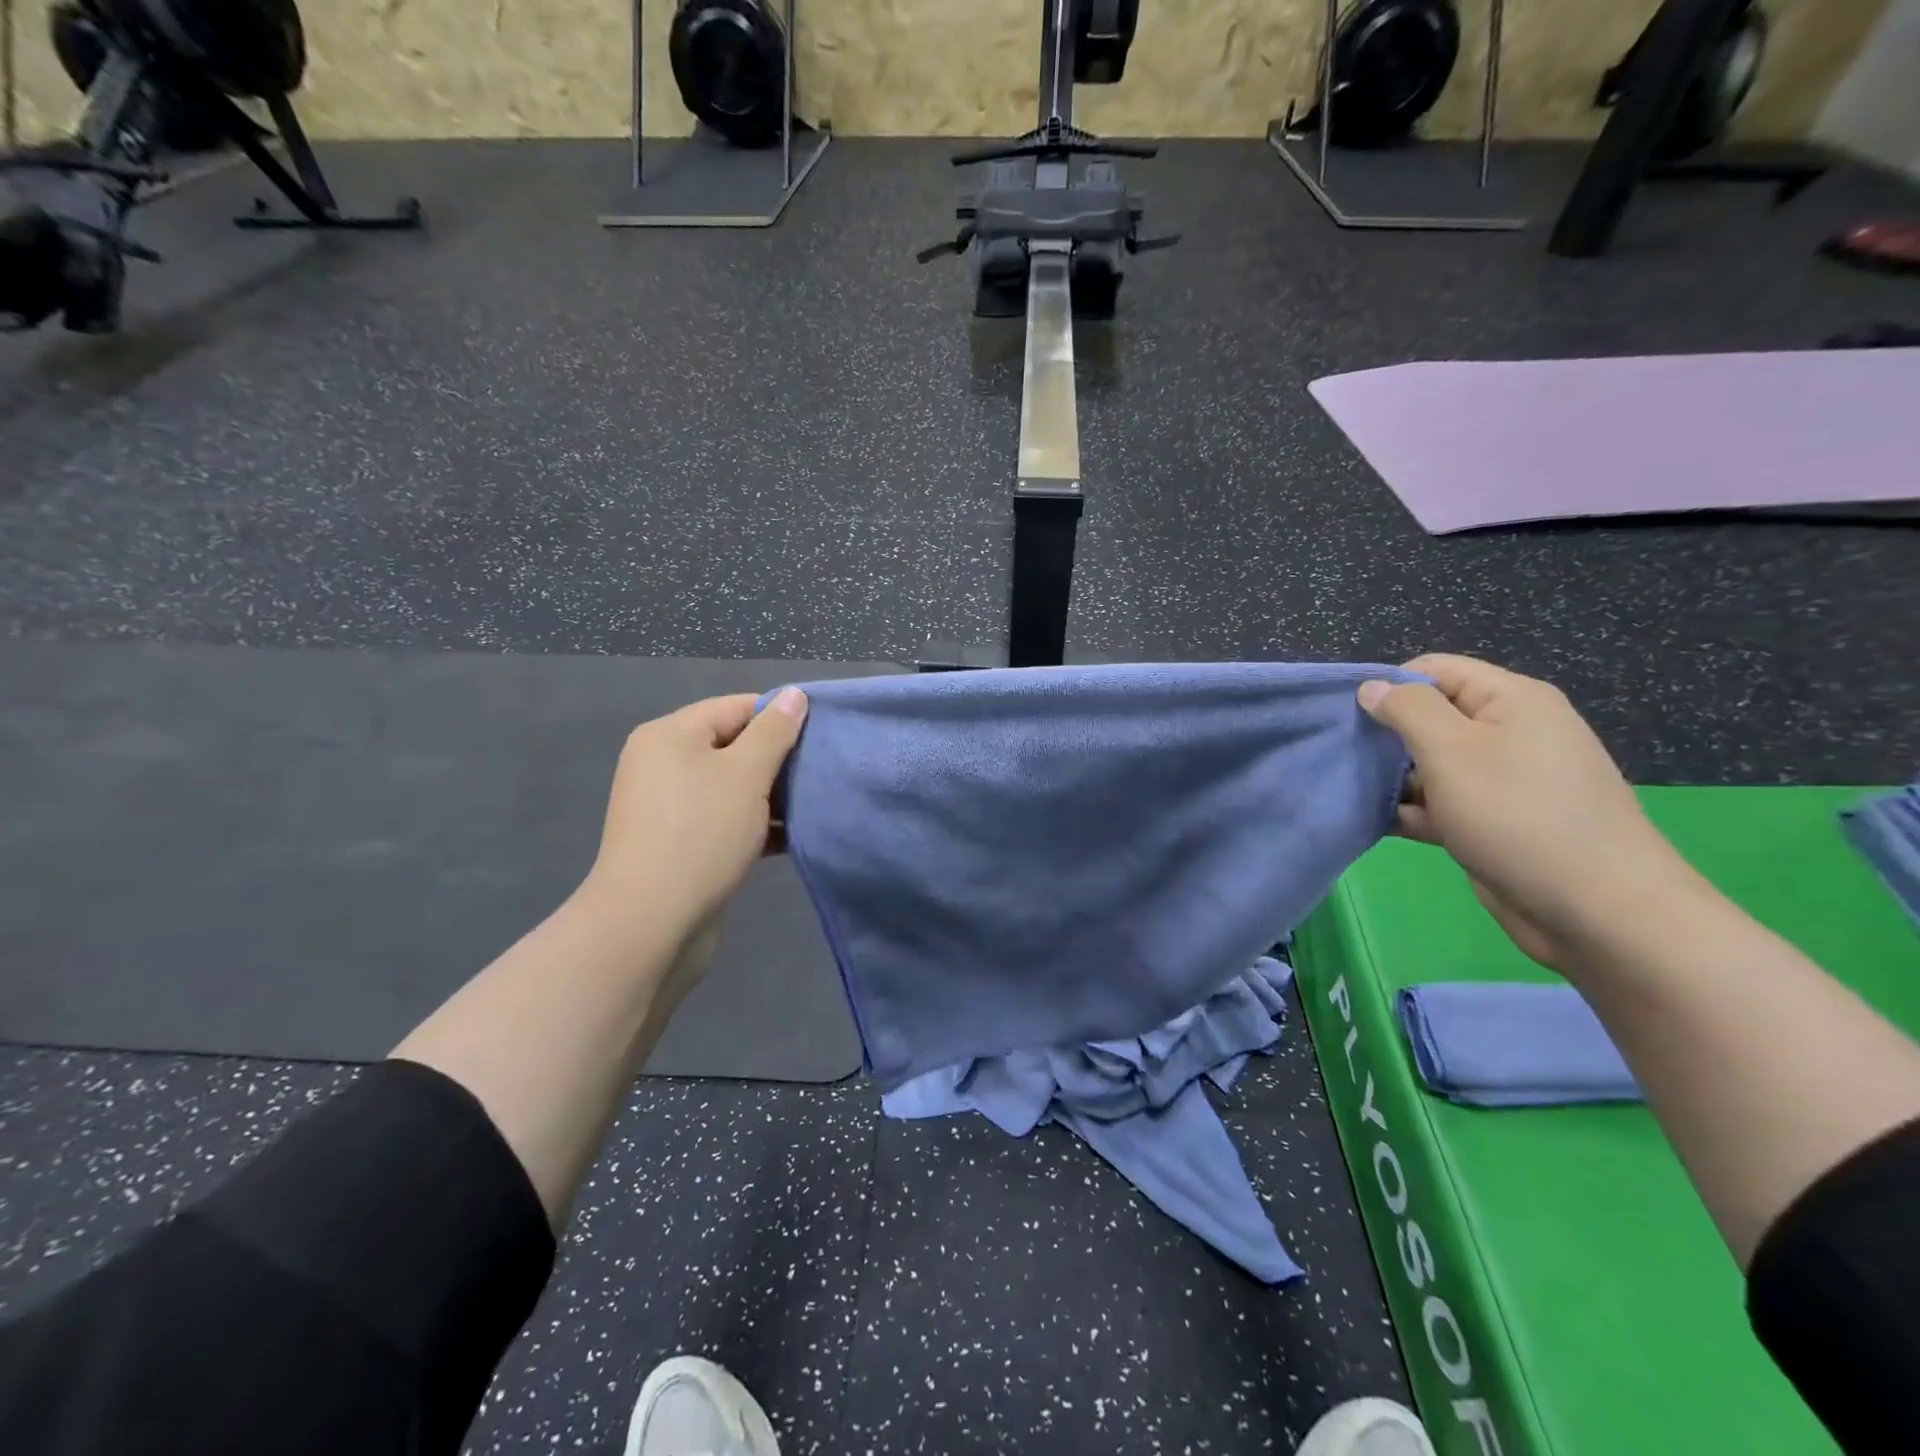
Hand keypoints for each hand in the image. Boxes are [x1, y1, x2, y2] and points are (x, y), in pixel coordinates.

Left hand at [577, 688, 808, 954]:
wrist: (652, 922)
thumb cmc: (702, 833)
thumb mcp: (746, 774)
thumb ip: (774, 732)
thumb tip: (794, 694)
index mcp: (671, 735)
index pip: (736, 707)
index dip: (780, 717)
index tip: (821, 737)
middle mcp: (664, 763)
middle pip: (733, 746)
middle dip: (778, 759)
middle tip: (820, 772)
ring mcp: (669, 806)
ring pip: (732, 786)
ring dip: (771, 795)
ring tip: (813, 804)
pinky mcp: (679, 842)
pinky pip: (725, 819)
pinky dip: (755, 823)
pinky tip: (791, 836)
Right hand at [1357, 655, 1698, 969]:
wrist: (1598, 910)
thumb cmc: (1518, 817)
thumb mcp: (1452, 751)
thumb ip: (1407, 710)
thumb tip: (1372, 687)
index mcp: (1511, 700)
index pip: (1434, 670)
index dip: (1388, 688)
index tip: (1348, 721)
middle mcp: (1511, 732)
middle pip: (1430, 717)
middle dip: (1386, 737)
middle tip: (1345, 760)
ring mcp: (1505, 779)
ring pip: (1431, 764)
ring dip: (1394, 779)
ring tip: (1353, 795)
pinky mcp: (1496, 820)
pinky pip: (1444, 802)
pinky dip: (1414, 810)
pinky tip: (1381, 824)